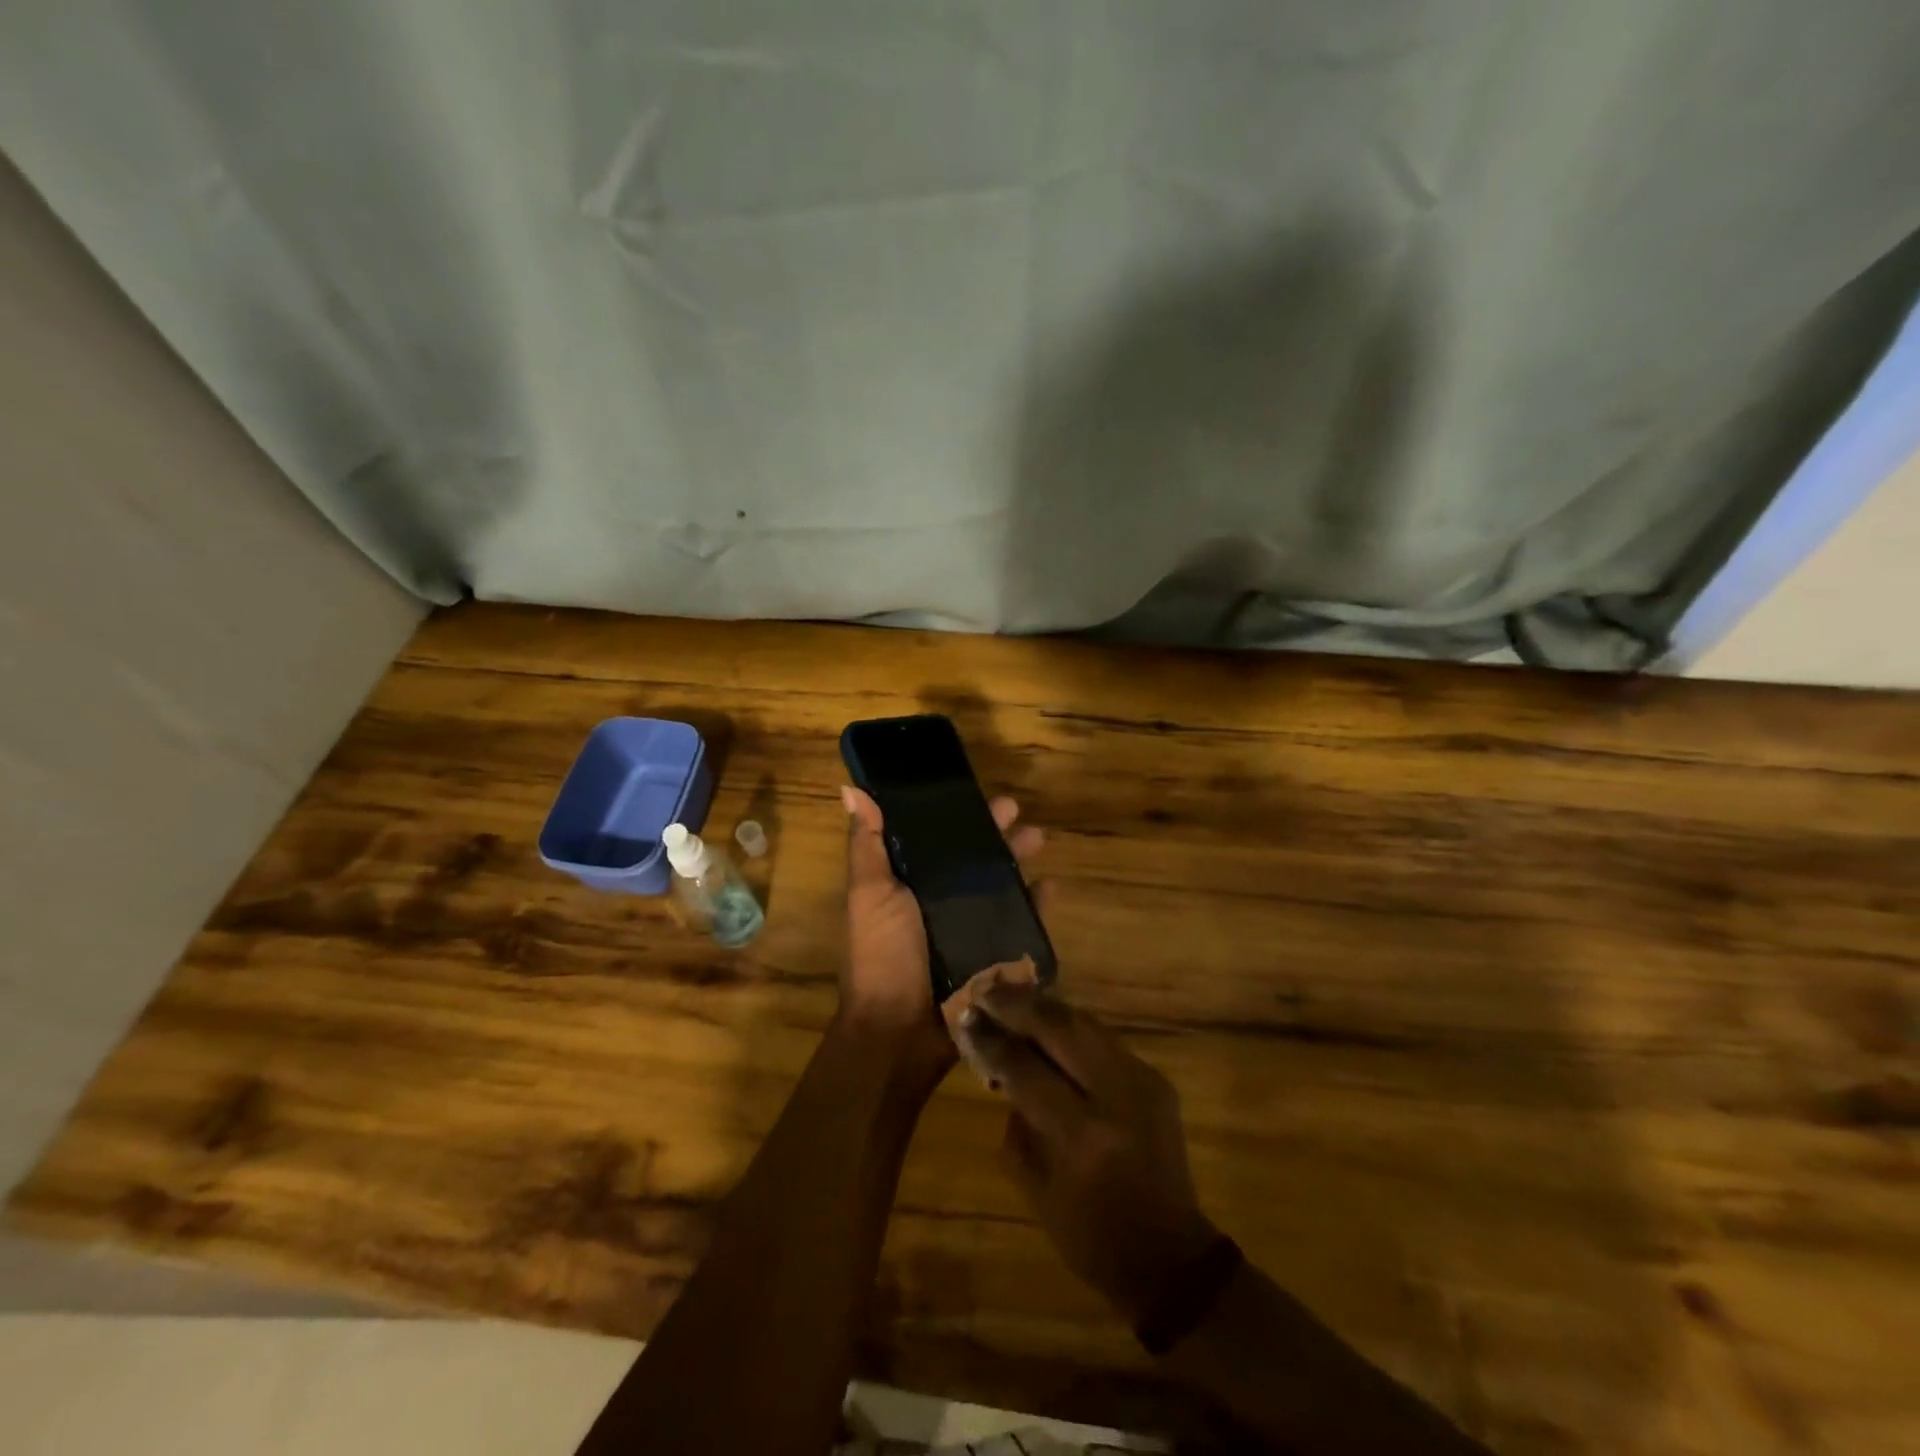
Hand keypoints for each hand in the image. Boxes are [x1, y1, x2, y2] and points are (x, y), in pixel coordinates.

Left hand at [838, 785, 1043, 1076]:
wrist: (900, 1030)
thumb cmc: (881, 954)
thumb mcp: (869, 893)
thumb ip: (867, 844)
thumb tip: (852, 789)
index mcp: (909, 883)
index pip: (936, 840)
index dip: (955, 816)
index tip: (973, 792)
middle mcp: (941, 902)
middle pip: (973, 859)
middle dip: (994, 833)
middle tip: (1015, 809)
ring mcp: (971, 930)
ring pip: (1001, 885)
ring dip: (1018, 859)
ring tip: (1038, 838)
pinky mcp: (994, 956)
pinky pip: (1022, 925)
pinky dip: (1038, 906)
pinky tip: (1051, 887)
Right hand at [969, 983, 1220, 1324]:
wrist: (1171, 1256)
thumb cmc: (1091, 1236)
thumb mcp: (1036, 1187)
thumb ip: (1017, 1120)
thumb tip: (1000, 1064)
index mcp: (1081, 1135)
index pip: (1025, 1069)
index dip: (991, 1040)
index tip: (965, 1017)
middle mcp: (1116, 1096)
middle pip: (1060, 1028)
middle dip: (1017, 1004)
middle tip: (985, 991)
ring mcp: (1142, 1081)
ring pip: (1085, 1023)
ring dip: (1044, 1006)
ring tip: (1011, 996)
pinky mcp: (1155, 1077)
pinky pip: (1103, 1039)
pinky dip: (1070, 1026)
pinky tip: (1047, 1021)